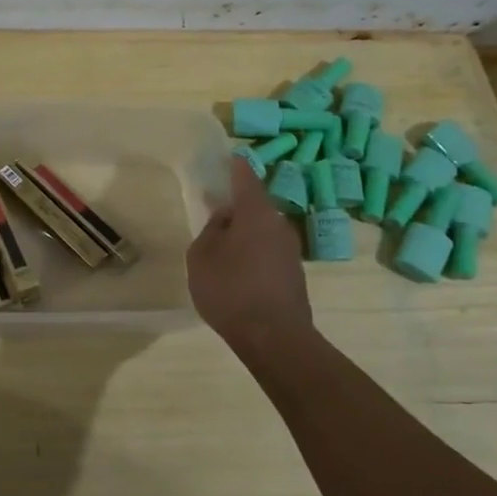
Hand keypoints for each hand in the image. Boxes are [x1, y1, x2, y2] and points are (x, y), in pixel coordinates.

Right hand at [187, 157, 315, 361]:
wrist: (274, 338)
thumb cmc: (231, 289)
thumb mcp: (202, 255)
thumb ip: (211, 229)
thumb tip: (224, 217)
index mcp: (255, 212)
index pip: (245, 176)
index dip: (234, 165)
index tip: (225, 157)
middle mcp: (278, 224)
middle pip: (255, 204)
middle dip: (236, 202)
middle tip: (213, 203)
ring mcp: (290, 250)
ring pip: (263, 228)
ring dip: (244, 229)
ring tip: (221, 239)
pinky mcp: (293, 274)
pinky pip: (268, 250)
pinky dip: (252, 250)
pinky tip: (237, 266)